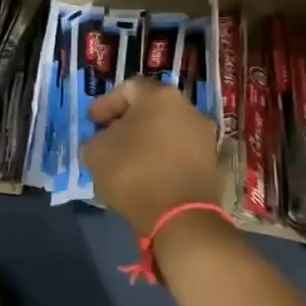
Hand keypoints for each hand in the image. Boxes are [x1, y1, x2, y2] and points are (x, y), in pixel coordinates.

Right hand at [81, 77, 225, 235]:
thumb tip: (104, 142)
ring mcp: (205, 137)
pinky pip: (179, 153)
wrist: (181, 217)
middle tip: (109, 139)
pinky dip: (162, 159)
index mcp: (160, 97)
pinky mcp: (212, 164)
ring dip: (147, 141)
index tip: (93, 122)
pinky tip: (147, 176)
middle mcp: (188, 109)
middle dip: (128, 122)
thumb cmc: (133, 173)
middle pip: (151, 109)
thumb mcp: (95, 152)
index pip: (128, 88)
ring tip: (127, 161)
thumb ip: (96, 139)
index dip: (106, 104)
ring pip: (167, 131)